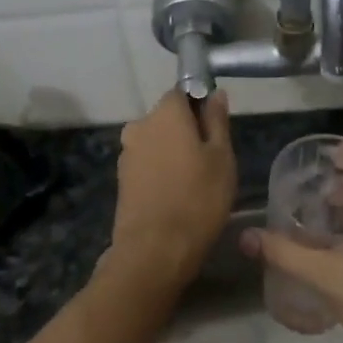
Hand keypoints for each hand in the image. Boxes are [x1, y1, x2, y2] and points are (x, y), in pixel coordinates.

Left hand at [111, 89, 235, 276]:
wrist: (155, 249)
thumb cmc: (198, 198)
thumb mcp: (221, 157)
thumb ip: (217, 121)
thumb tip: (215, 93)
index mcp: (165, 112)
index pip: (182, 92)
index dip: (200, 106)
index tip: (216, 130)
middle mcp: (140, 125)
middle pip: (167, 118)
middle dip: (186, 131)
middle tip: (210, 160)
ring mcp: (127, 153)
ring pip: (156, 142)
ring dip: (172, 153)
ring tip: (194, 182)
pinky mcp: (122, 179)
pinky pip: (147, 164)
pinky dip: (160, 172)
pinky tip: (175, 195)